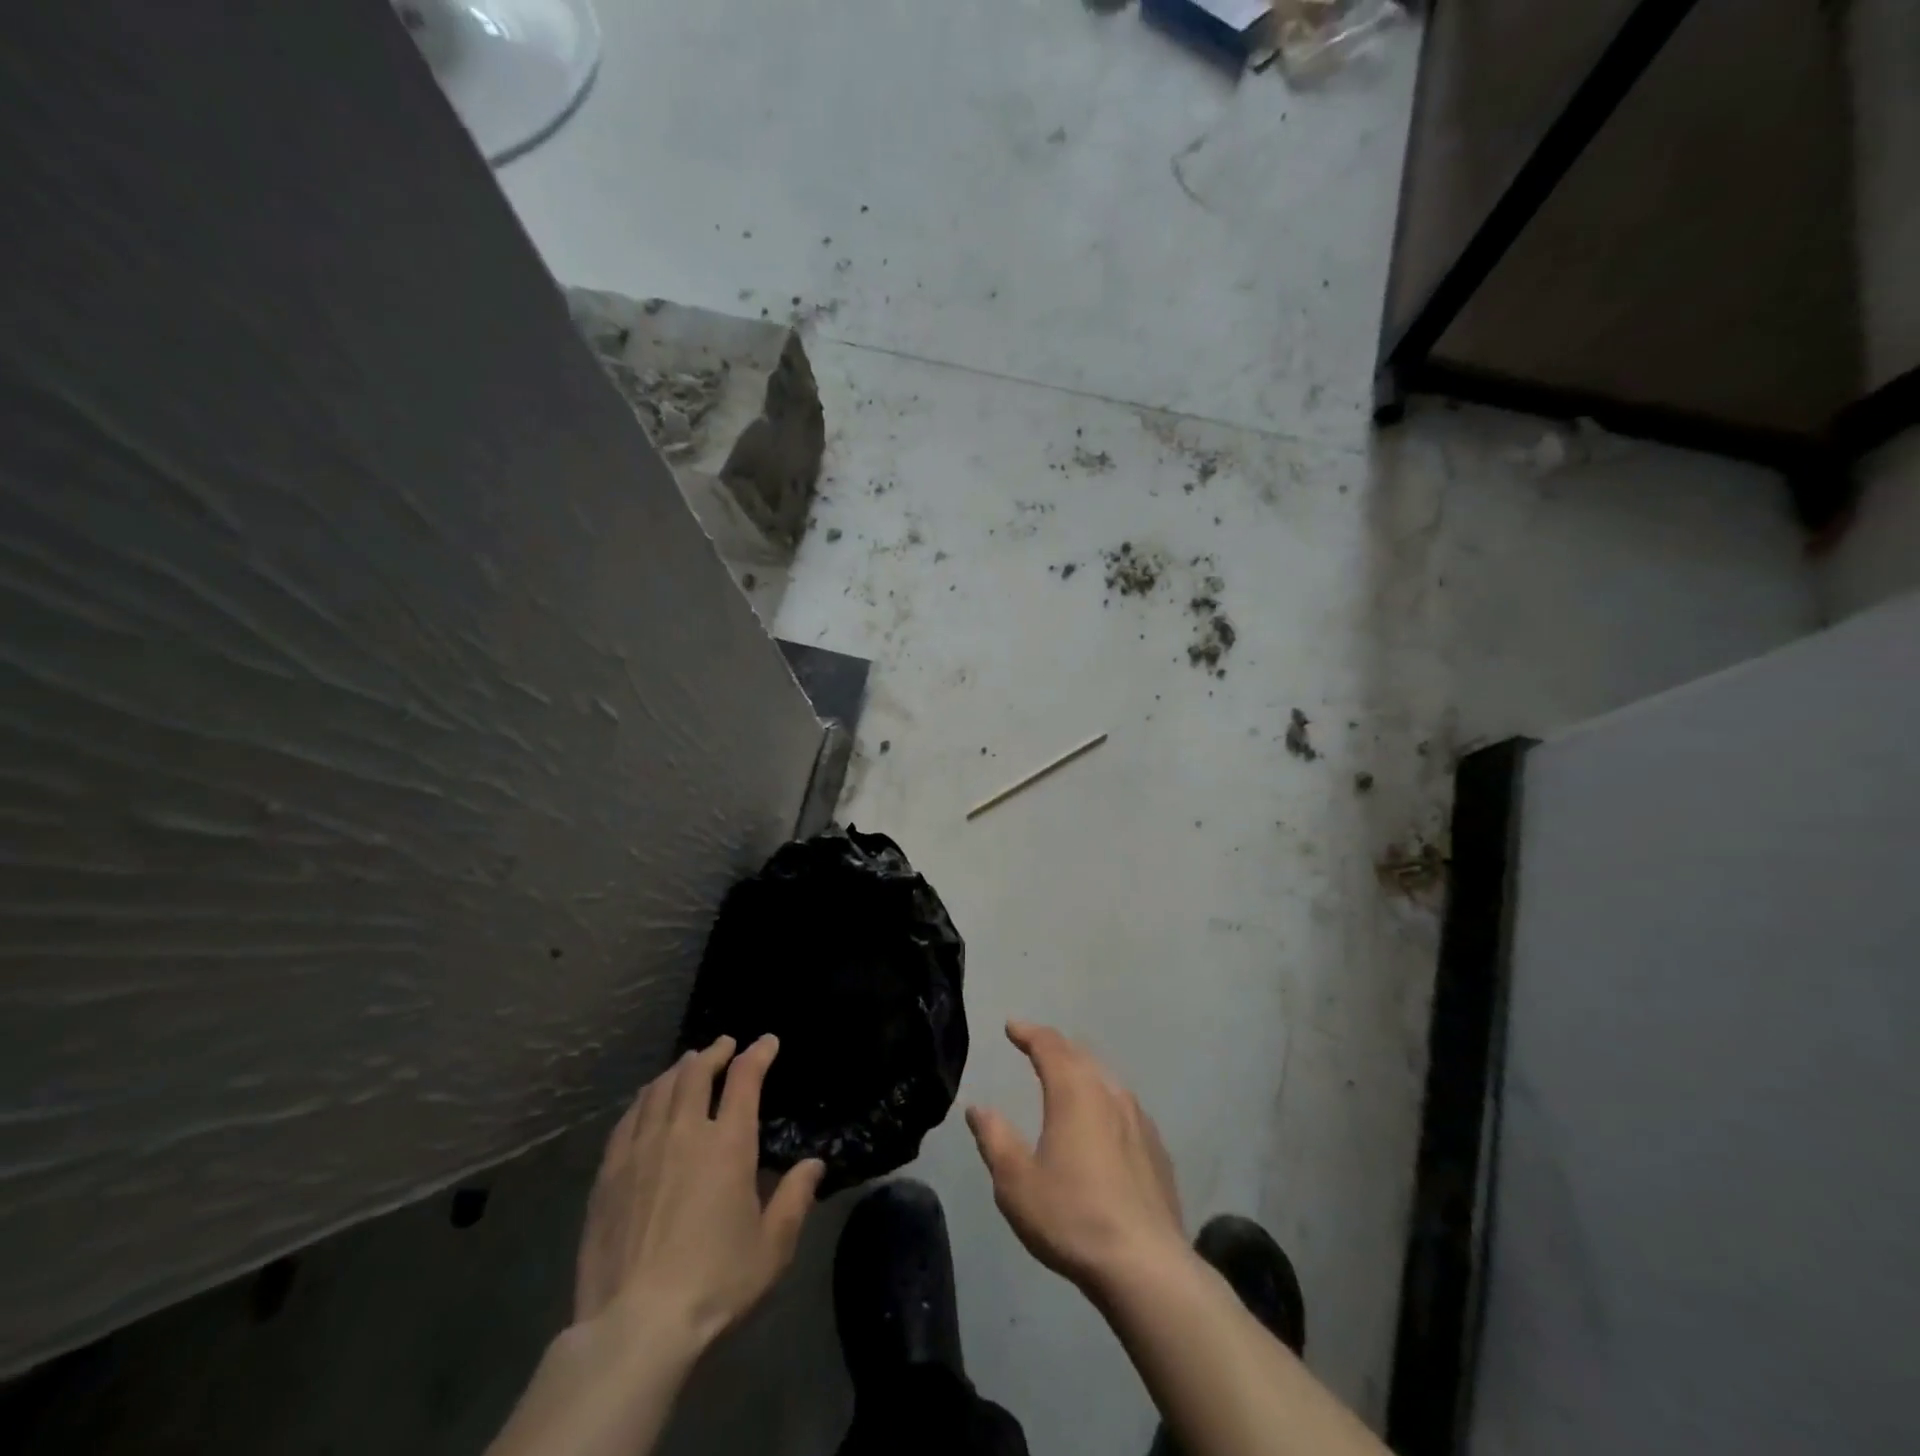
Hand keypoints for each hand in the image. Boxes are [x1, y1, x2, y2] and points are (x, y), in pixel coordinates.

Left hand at [574, 1034, 824, 1351]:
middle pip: (696, 1073)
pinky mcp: (609, 1174)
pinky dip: (644, 1099)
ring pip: (659, 1089)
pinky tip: (646, 1101)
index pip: (744, 1079)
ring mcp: (641, 1150)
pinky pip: (628, 1118)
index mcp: (728, 1144)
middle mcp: (684, 1133)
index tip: (767, 1042)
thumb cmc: (714, 1285)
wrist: (634, 1327)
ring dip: (678, 1069)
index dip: (758, 1054)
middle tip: (724, 1044)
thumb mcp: (772, 1248)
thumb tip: (813, 1165)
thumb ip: (795, 1199)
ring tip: (687, 1064)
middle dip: (714, 1052)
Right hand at [966, 1021, 1186, 1296]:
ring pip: (1106, 1080)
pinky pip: (1124, 1108)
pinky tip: (1102, 1123)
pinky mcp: (1156, 1149)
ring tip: (1066, 1078)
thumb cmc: (1072, 1217)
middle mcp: (1109, 1094)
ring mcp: (1139, 1120)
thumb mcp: (1016, 1182)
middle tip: (1035, 1046)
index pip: (1049, 1046)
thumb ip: (995, 1139)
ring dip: (1082, 1072)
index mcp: (1074, 1092)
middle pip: (1080, 1055)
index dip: (1028, 1033)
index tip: (1011, 1027)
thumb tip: (978, 1109)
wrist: (1146, 1266)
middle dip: (1055, 1047)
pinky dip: (1103, 1101)